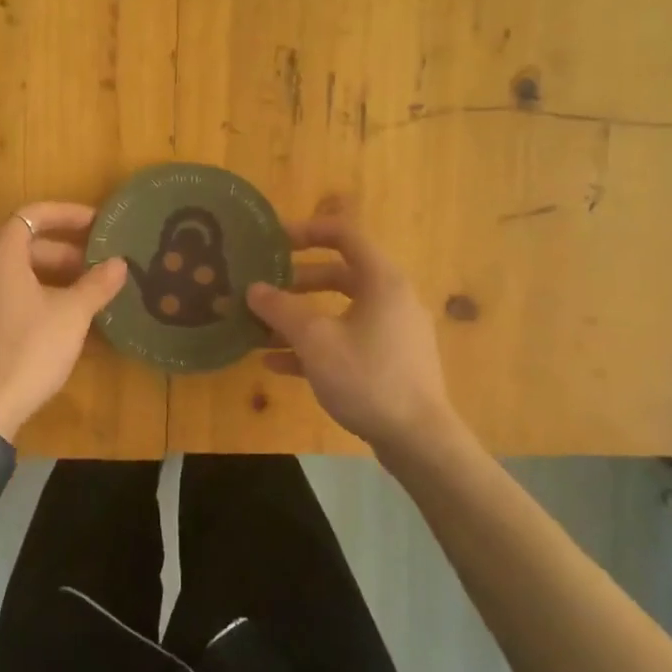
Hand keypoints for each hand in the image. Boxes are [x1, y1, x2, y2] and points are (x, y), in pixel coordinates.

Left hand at [0, 202, 128, 440]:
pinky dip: (36, 294)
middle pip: (25, 243)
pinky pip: (7, 293)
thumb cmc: (30, 348)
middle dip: (65, 250)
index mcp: (0, 253)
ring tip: (87, 292)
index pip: (33, 215)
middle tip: (99, 265)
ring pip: (17, 271)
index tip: (98, 224)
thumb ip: (97, 284)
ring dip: (53, 274)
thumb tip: (120, 264)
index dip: (68, 214)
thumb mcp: (72, 314)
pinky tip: (63, 318)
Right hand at [245, 207, 459, 471]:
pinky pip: (347, 340)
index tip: (273, 242)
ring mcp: (393, 332)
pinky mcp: (389, 362)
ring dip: (301, 315)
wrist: (418, 440)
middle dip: (297, 280)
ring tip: (262, 327)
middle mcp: (392, 298)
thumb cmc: (367, 378)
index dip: (307, 231)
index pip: (344, 235)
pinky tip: (277, 363)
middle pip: (339, 274)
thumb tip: (253, 289)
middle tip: (264, 287)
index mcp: (382, 281)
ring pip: (340, 311)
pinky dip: (316, 344)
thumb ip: (281, 310)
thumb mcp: (315, 340)